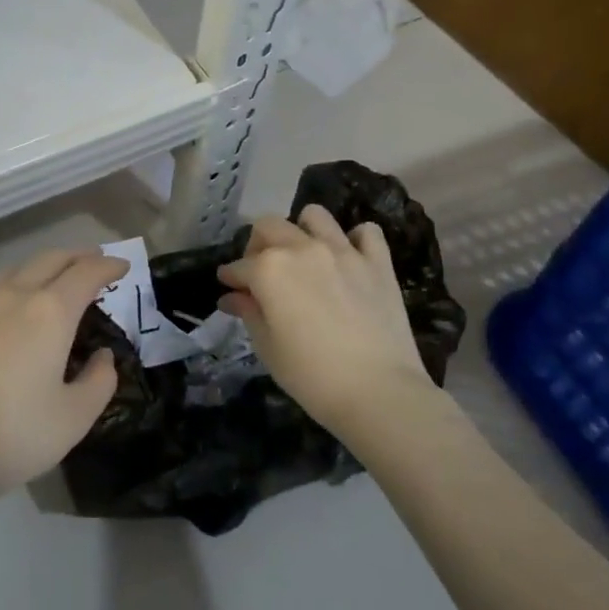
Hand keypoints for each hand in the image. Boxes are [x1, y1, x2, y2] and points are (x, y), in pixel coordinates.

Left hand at [0, 248, 126, 510]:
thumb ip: (98, 382)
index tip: (122, 266)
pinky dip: (9, 290)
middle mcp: (11, 296)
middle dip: (76, 256)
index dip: (107, 265)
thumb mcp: (73, 418)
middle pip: (49, 260)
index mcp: (49, 312)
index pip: (85, 273)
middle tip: (93, 261)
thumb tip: (103, 357)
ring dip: (40, 269)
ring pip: (14, 271)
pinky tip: (7, 312)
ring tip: (52, 281)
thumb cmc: (13, 435)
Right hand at [216, 205, 430, 430]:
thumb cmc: (311, 375)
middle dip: (257, 245)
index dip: (230, 278)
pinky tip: (349, 260)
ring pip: (315, 216)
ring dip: (303, 230)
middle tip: (262, 273)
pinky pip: (366, 232)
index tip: (229, 288)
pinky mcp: (378, 263)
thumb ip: (249, 312)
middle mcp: (302, 248)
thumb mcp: (267, 346)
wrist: (379, 393)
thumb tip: (233, 296)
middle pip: (269, 227)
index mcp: (269, 268)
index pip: (239, 266)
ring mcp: (343, 251)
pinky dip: (356, 240)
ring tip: (304, 256)